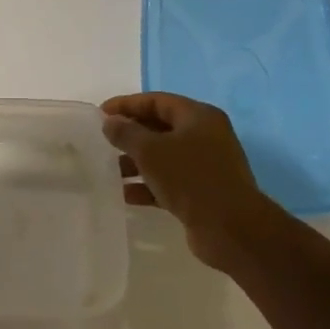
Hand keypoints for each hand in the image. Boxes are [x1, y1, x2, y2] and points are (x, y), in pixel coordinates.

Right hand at [101, 92, 282, 271]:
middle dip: (130, 134)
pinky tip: (126, 194)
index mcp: (199, 117)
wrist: (230, 228)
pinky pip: (169, 181)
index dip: (126, 104)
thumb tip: (110, 122)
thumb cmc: (190, 178)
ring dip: (136, 162)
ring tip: (110, 170)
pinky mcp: (202, 191)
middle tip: (103, 141)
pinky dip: (148, 185)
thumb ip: (126, 132)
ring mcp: (205, 165)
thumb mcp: (150, 150)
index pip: (157, 101)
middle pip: (160, 127)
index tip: (99, 113)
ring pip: (163, 156)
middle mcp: (205, 136)